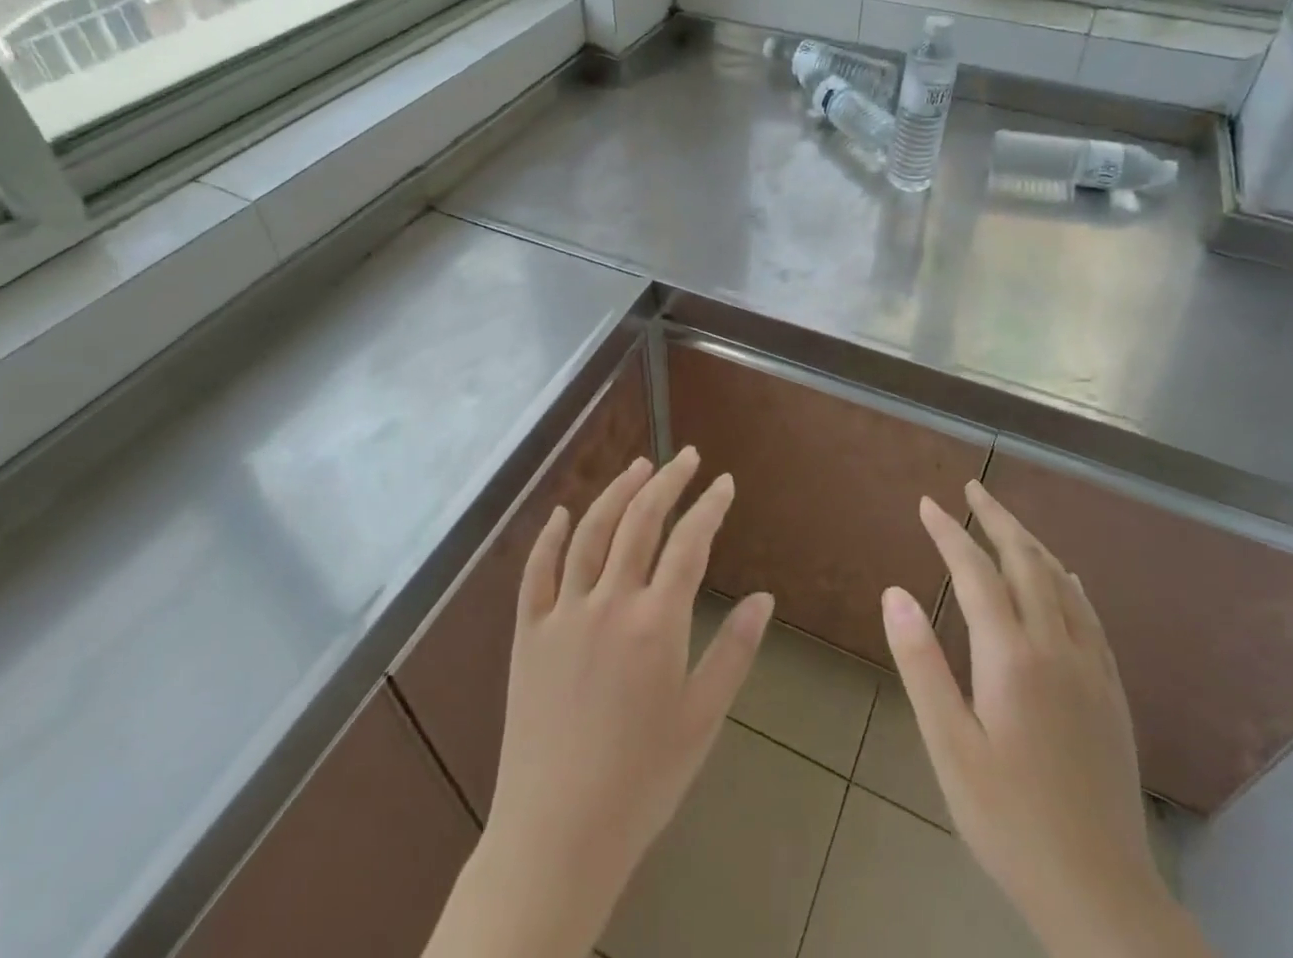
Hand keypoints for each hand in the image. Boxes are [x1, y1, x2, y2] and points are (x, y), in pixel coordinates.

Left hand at [425, 448, 772, 957]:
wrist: (557, 835)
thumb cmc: (642, 781)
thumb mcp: (702, 719)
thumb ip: (734, 652)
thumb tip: (764, 598)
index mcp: (656, 622)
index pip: (689, 543)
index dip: (709, 506)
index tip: (724, 481)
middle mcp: (609, 602)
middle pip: (640, 521)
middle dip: (667, 482)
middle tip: (686, 457)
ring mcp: (563, 613)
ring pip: (591, 532)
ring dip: (616, 492)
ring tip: (639, 467)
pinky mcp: (527, 632)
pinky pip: (536, 570)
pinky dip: (551, 535)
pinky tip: (564, 511)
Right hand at [882, 482, 1212, 957]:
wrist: (1100, 892)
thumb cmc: (1008, 819)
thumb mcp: (949, 746)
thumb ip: (921, 664)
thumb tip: (894, 592)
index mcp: (1011, 657)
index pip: (975, 572)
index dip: (949, 532)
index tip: (927, 503)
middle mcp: (1056, 648)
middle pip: (1026, 562)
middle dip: (996, 519)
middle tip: (972, 488)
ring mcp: (1090, 669)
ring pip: (1061, 582)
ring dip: (1031, 543)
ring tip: (1006, 521)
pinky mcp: (1111, 693)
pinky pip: (1091, 616)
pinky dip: (1069, 583)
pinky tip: (1065, 577)